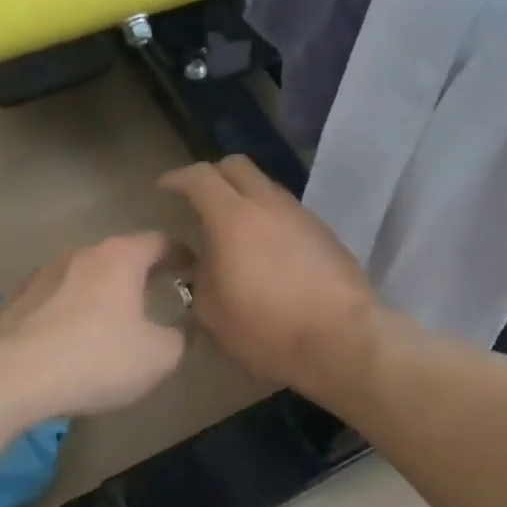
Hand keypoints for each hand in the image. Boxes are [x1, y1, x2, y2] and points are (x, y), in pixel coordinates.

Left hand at [0, 233, 187, 422]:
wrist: (7, 377)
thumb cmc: (94, 359)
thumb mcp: (157, 358)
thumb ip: (178, 339)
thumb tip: (177, 332)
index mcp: (119, 257)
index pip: (160, 241)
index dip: (182, 254)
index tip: (194, 270)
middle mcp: (79, 254)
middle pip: (119, 256)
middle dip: (140, 274)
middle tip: (157, 295)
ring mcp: (41, 274)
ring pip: (82, 277)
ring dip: (100, 293)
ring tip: (110, 322)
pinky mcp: (13, 299)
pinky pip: (53, 300)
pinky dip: (68, 312)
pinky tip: (68, 340)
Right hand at [157, 156, 383, 396]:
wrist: (342, 340)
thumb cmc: (268, 328)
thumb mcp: (213, 313)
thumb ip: (201, 279)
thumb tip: (205, 266)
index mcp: (233, 217)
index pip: (199, 178)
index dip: (177, 178)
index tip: (164, 188)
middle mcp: (268, 204)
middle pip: (237, 167)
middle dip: (213, 175)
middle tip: (198, 197)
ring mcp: (301, 215)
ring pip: (266, 187)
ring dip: (245, 196)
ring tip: (234, 227)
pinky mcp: (325, 233)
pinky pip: (287, 211)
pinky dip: (269, 218)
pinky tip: (266, 248)